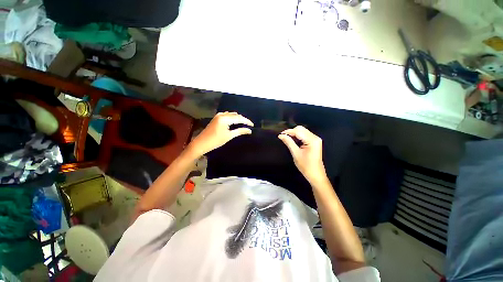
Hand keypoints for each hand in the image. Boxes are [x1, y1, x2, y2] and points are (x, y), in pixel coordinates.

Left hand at [188, 112, 253, 156]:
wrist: (202, 143)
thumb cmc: (216, 141)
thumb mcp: (229, 136)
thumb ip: (240, 131)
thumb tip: (249, 130)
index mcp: (225, 119)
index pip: (239, 118)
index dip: (247, 121)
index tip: (252, 125)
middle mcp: (222, 115)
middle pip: (235, 115)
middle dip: (242, 119)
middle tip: (248, 125)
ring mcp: (218, 115)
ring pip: (231, 114)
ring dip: (237, 118)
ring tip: (243, 124)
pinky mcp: (216, 118)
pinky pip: (227, 115)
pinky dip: (232, 118)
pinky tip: (235, 122)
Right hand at [278, 126, 326, 183]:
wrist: (315, 174)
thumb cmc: (306, 166)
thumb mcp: (295, 153)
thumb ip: (289, 142)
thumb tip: (281, 135)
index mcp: (312, 140)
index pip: (298, 131)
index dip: (288, 132)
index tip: (280, 134)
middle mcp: (315, 137)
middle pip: (301, 129)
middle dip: (291, 132)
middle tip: (283, 137)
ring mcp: (315, 139)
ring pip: (302, 131)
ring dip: (294, 134)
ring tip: (287, 139)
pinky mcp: (314, 142)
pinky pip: (304, 135)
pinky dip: (298, 136)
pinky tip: (293, 140)